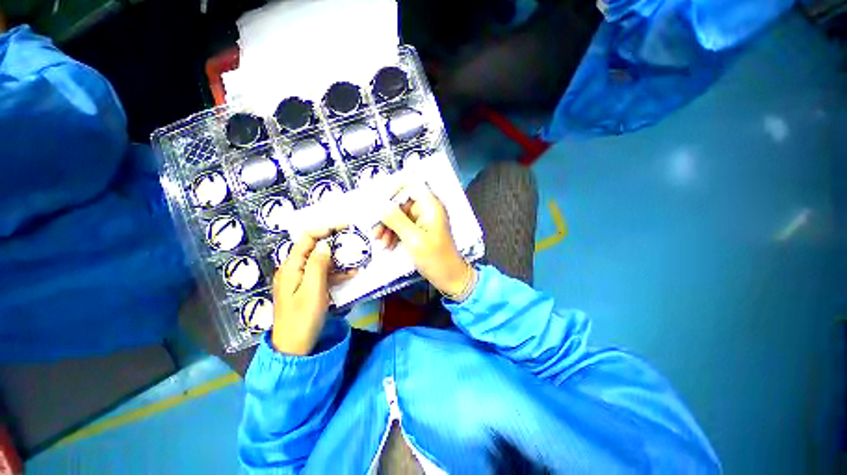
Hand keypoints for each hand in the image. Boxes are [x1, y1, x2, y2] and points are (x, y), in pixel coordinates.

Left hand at [271, 228, 353, 354]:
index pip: (306, 239)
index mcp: (291, 267)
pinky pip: (321, 275)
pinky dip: (335, 273)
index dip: (324, 230)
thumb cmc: (303, 318)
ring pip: (320, 262)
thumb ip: (318, 265)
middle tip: (352, 241)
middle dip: (333, 243)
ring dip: (337, 259)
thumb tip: (325, 245)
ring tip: (356, 258)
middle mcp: (293, 270)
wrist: (293, 348)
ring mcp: (299, 280)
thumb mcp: (313, 290)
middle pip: (313, 249)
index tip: (343, 227)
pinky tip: (351, 274)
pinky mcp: (306, 289)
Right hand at [374, 183, 473, 298]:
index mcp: (431, 206)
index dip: (394, 188)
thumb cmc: (435, 258)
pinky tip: (387, 245)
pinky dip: (394, 233)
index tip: (378, 201)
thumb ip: (396, 220)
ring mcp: (424, 220)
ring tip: (380, 242)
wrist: (449, 277)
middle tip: (375, 230)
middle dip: (387, 215)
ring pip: (400, 215)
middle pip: (402, 202)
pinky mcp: (420, 231)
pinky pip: (403, 226)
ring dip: (388, 227)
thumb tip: (380, 204)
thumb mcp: (414, 239)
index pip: (412, 184)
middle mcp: (427, 209)